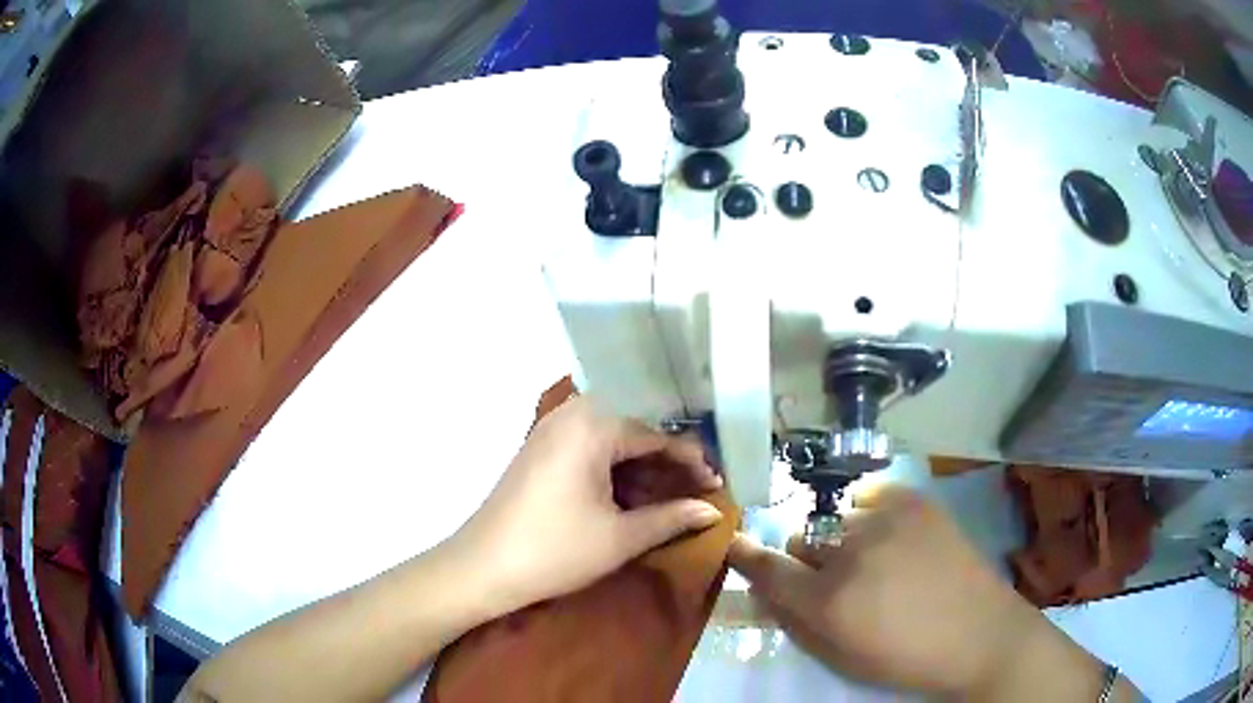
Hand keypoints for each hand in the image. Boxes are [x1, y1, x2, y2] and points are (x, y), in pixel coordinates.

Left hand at [449, 396, 723, 614]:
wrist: (482, 567)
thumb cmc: (556, 550)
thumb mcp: (621, 537)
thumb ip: (672, 518)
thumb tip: (715, 512)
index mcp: (593, 425)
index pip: (657, 436)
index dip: (691, 463)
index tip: (717, 486)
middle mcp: (572, 416)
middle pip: (634, 436)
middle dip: (666, 468)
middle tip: (696, 496)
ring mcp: (551, 432)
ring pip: (612, 446)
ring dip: (641, 473)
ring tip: (669, 503)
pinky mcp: (539, 452)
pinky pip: (589, 453)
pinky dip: (614, 475)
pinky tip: (631, 500)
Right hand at [727, 485, 1070, 697]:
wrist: (978, 634)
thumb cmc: (904, 658)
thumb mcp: (839, 657)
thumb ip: (795, 622)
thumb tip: (766, 588)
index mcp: (827, 602)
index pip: (767, 568)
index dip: (746, 555)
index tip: (737, 544)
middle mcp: (850, 554)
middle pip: (801, 539)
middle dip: (809, 560)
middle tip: (836, 578)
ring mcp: (886, 520)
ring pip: (837, 518)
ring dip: (843, 539)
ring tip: (876, 558)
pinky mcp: (915, 501)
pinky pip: (870, 493)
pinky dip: (869, 511)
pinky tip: (889, 532)